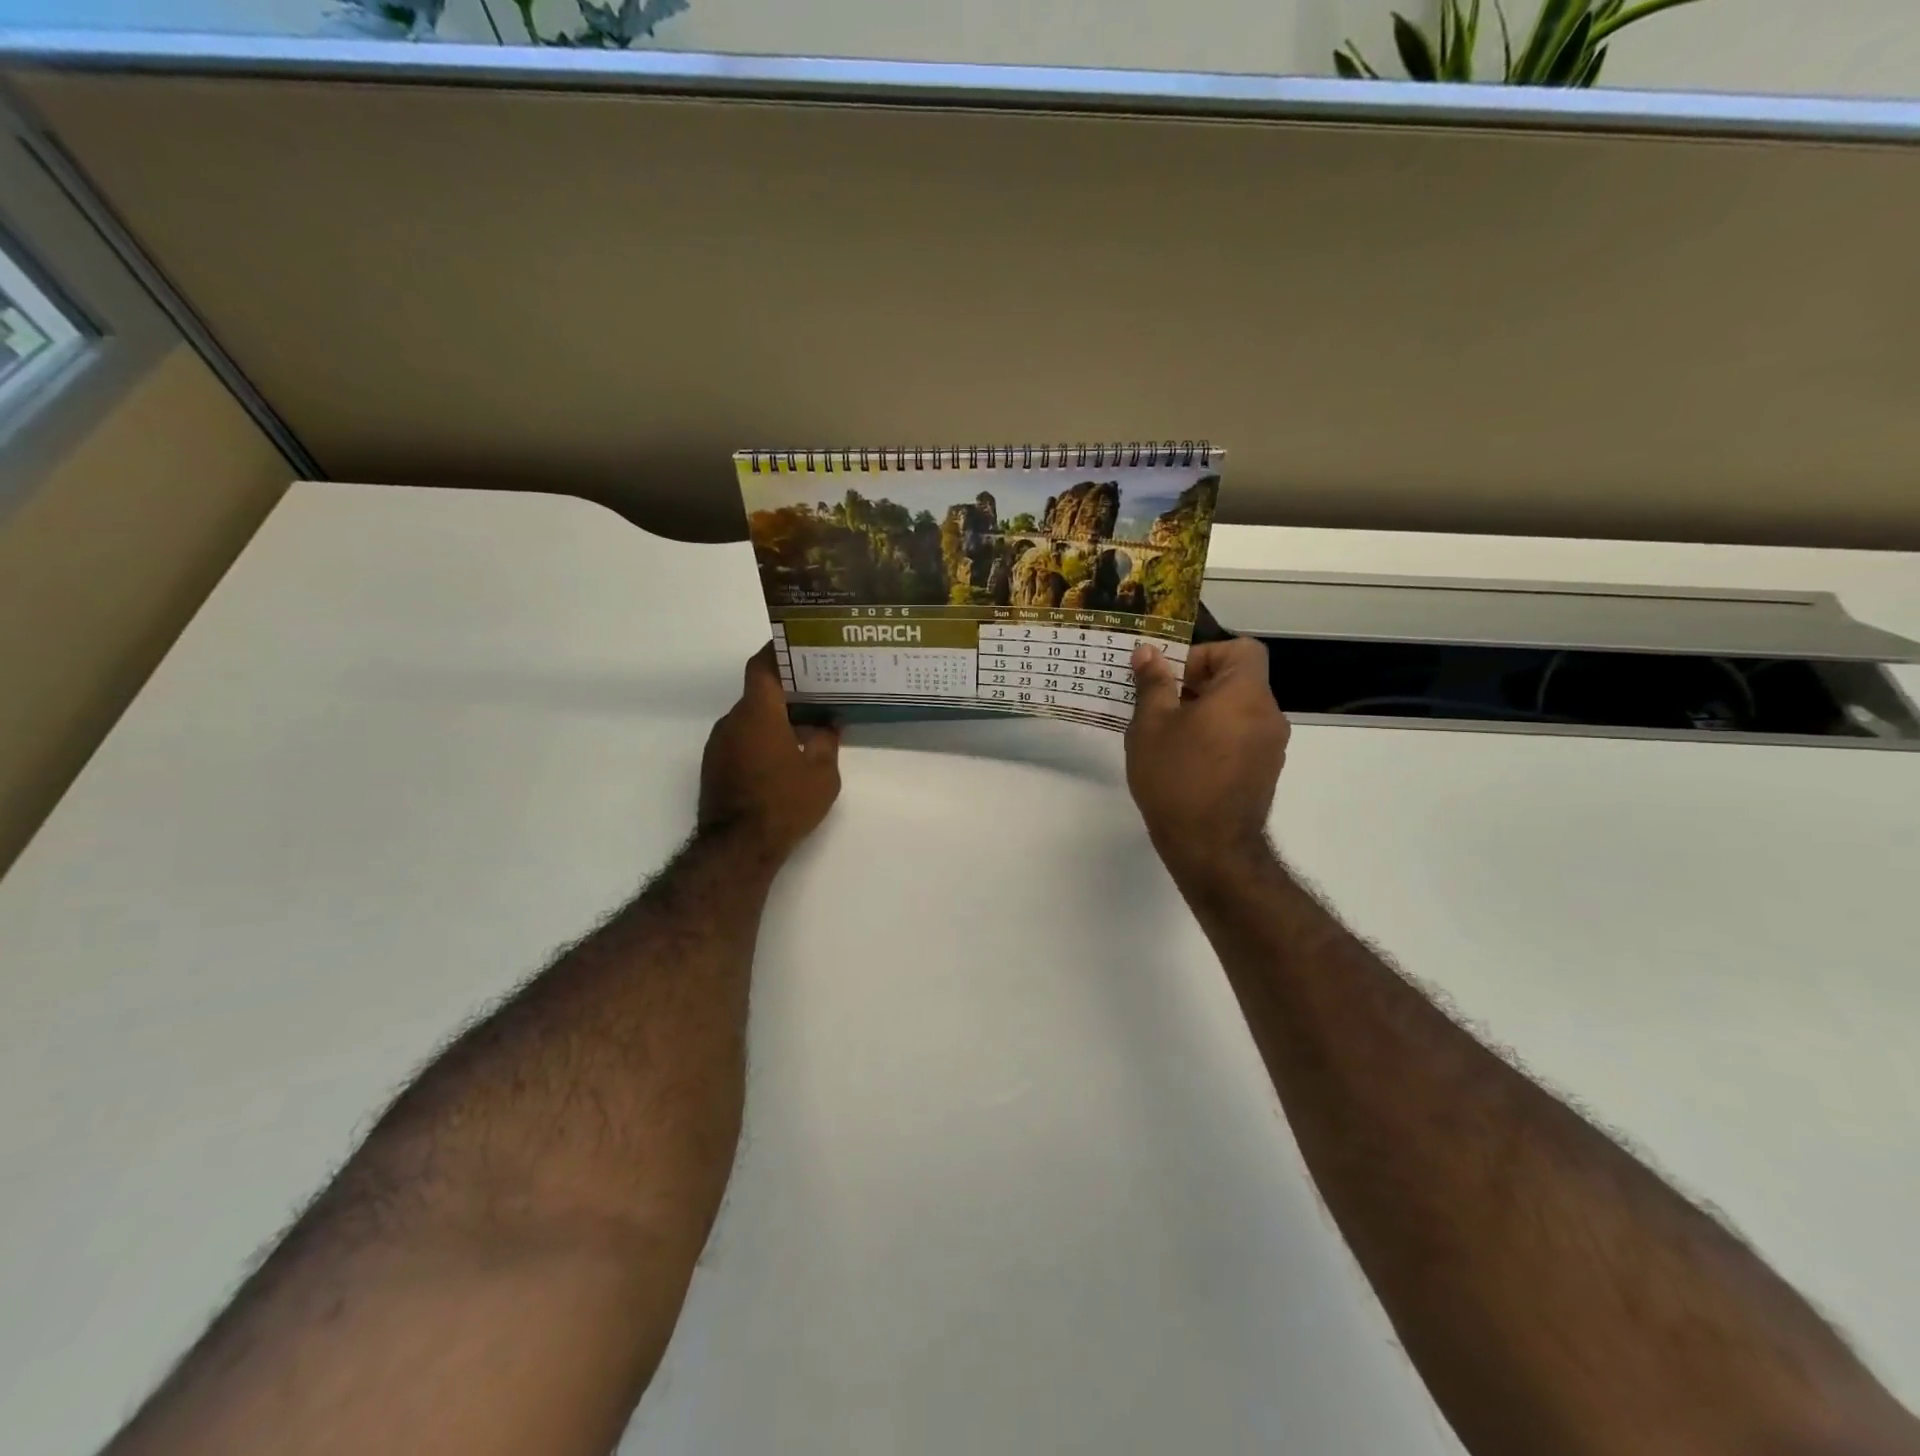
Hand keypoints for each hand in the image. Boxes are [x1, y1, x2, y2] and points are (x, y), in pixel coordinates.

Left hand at [699, 645, 841, 859]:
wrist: (738, 848)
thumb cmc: (784, 803)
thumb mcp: (822, 774)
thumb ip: (826, 742)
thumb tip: (828, 725)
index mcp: (758, 714)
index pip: (762, 667)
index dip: (777, 652)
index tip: (798, 647)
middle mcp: (732, 721)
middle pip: (758, 694)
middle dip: (785, 692)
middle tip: (815, 693)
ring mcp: (719, 745)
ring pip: (749, 720)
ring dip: (773, 720)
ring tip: (804, 728)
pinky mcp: (714, 767)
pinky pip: (740, 741)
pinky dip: (760, 740)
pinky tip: (783, 757)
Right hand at [1125, 637, 1288, 877]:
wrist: (1210, 848)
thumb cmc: (1176, 777)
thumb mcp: (1151, 725)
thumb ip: (1152, 683)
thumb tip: (1148, 652)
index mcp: (1245, 693)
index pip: (1242, 649)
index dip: (1206, 654)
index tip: (1174, 678)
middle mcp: (1268, 714)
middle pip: (1238, 680)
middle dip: (1198, 685)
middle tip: (1159, 707)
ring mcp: (1271, 747)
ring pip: (1238, 711)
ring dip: (1206, 713)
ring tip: (1168, 738)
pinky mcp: (1265, 773)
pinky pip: (1241, 738)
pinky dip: (1217, 738)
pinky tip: (1185, 763)